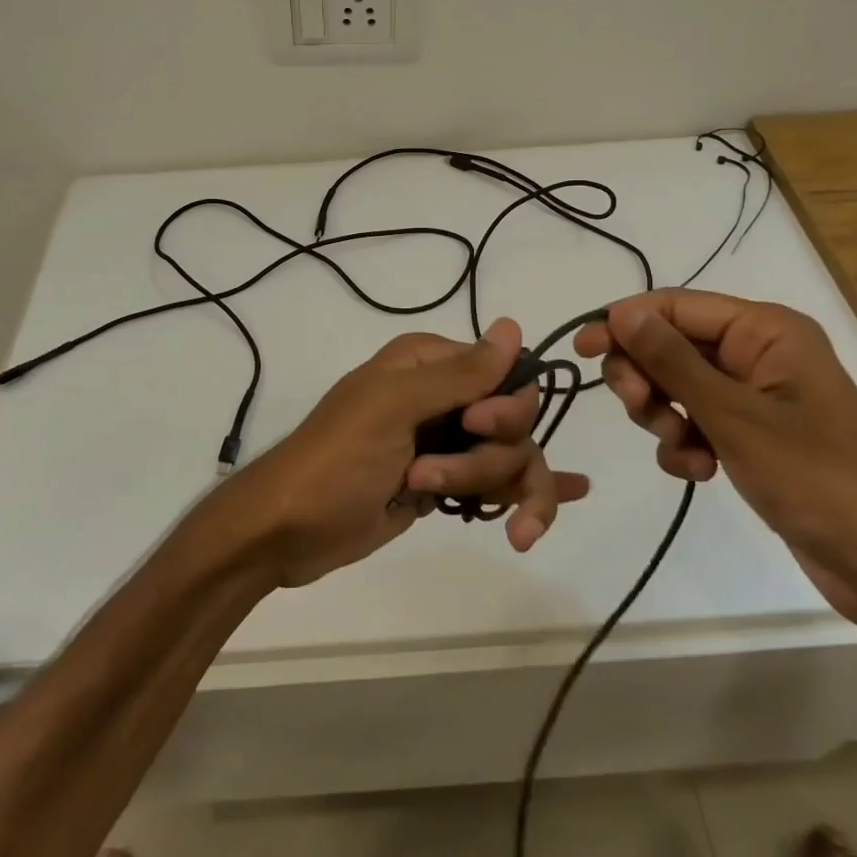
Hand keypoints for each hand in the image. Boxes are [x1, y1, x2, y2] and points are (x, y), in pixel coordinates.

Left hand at [233, 318, 591, 586]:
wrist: (288, 529)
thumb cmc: (336, 458)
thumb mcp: (393, 408)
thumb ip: (459, 373)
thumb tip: (513, 326)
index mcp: (428, 363)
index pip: (506, 373)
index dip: (503, 406)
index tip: (476, 426)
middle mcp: (444, 397)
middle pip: (513, 422)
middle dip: (486, 456)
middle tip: (427, 473)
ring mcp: (446, 443)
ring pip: (509, 458)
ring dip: (486, 485)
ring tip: (431, 499)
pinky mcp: (444, 484)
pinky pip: (499, 485)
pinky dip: (529, 495)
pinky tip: (568, 495)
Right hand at [574, 290, 856, 630]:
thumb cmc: (813, 476)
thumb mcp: (733, 415)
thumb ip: (672, 360)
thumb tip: (620, 312)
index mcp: (766, 330)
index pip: (676, 307)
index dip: (626, 322)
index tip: (582, 349)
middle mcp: (758, 352)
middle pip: (671, 345)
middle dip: (647, 378)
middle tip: (639, 407)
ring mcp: (752, 394)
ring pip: (675, 386)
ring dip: (664, 417)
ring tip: (682, 449)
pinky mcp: (747, 431)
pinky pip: (692, 421)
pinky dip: (684, 444)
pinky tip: (698, 471)